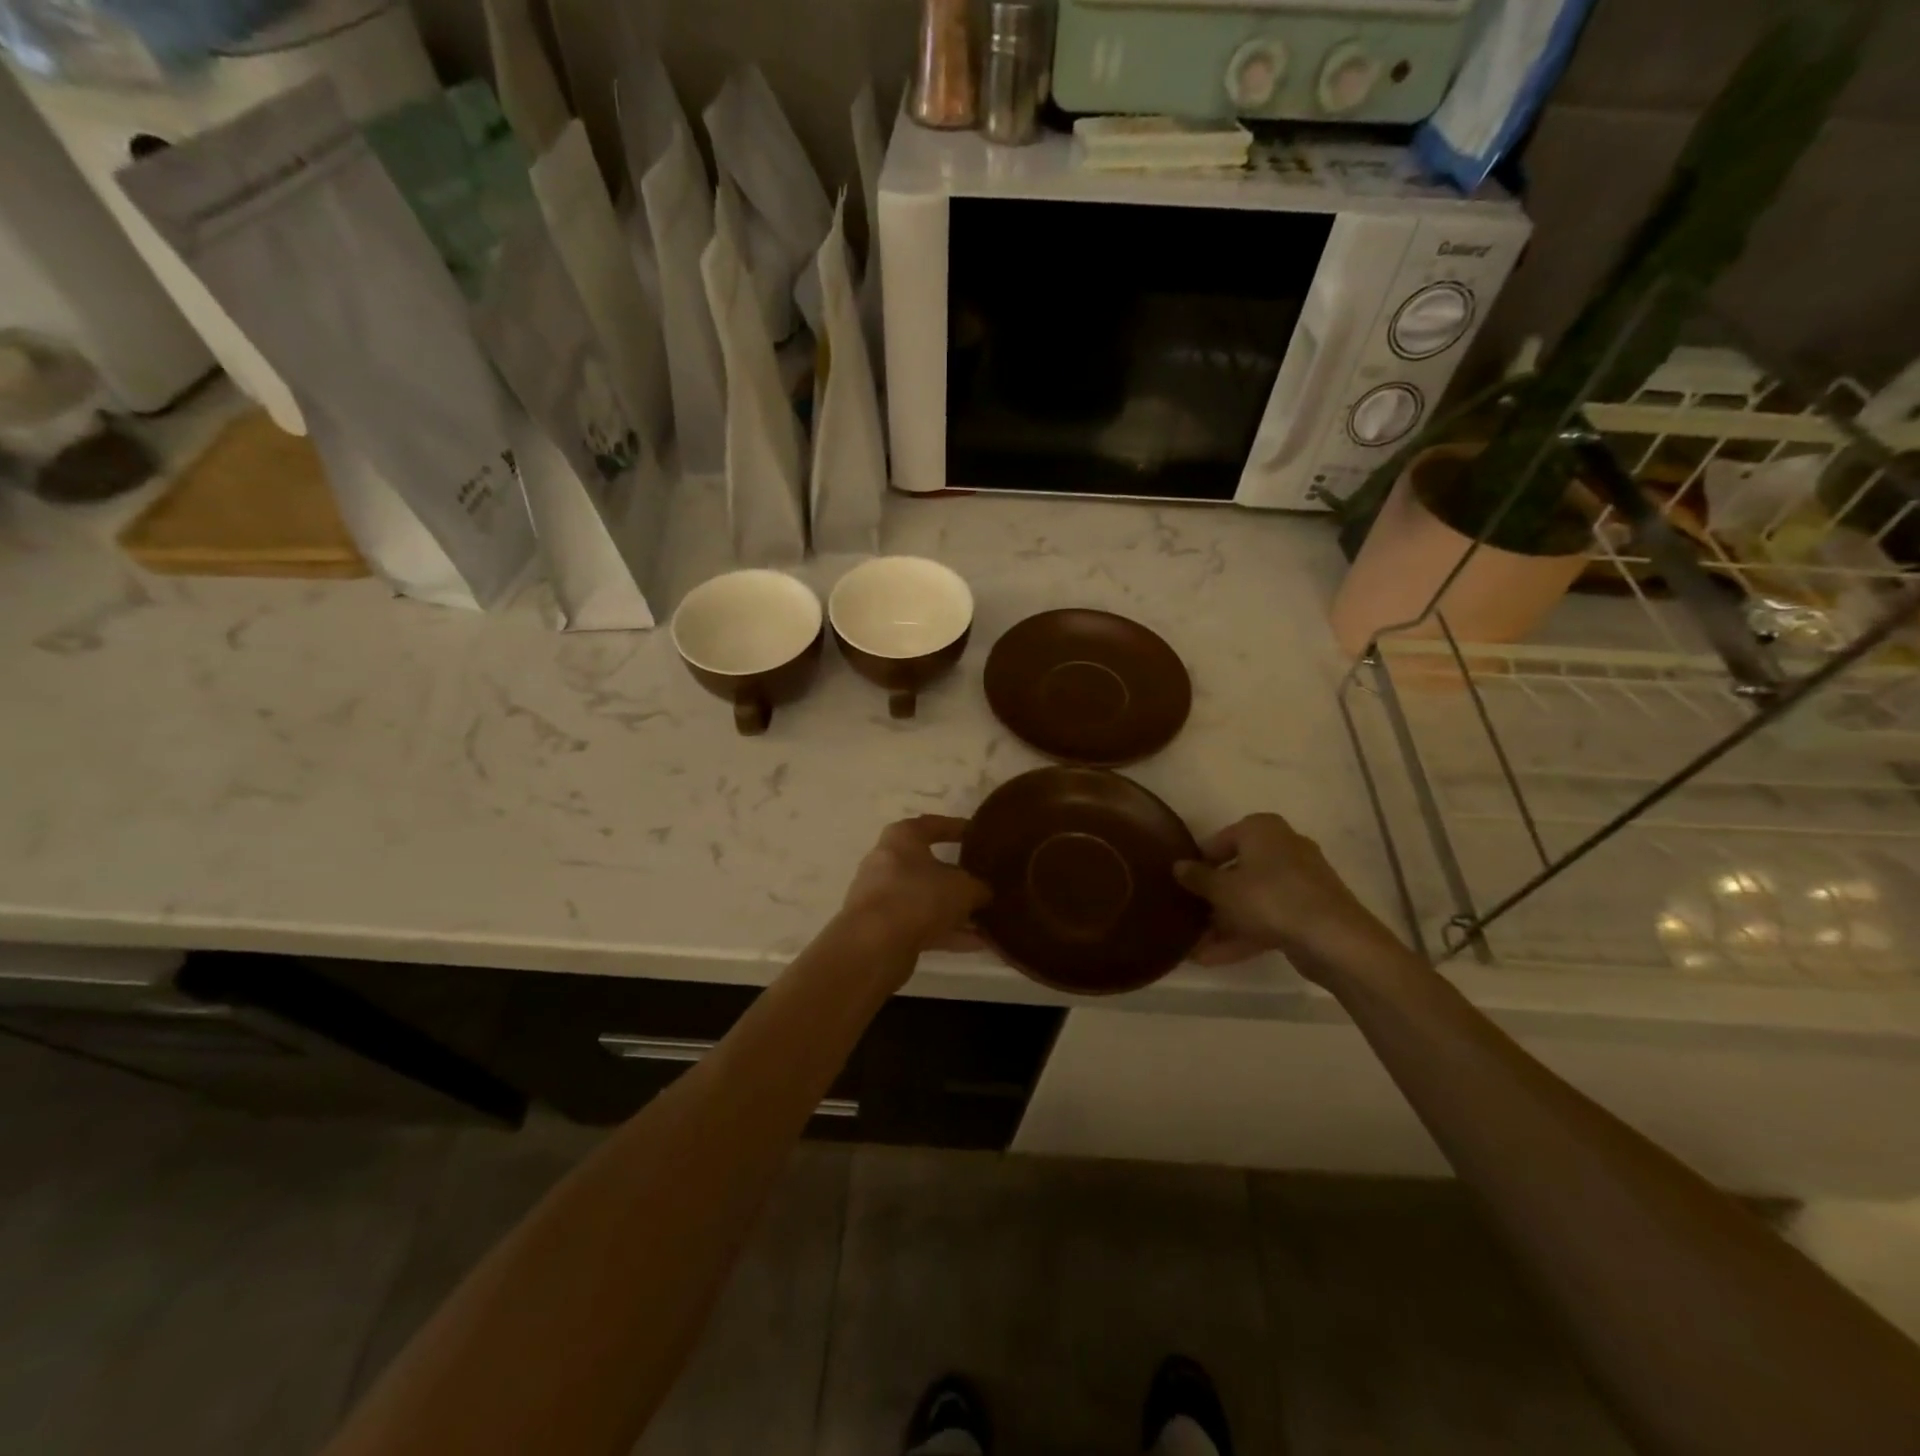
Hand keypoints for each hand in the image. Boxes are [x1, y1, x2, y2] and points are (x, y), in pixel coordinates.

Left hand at [839, 815, 990, 957]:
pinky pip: (921, 925)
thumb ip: (979, 887)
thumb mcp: (963, 888)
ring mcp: (882, 897)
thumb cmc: (919, 897)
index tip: (979, 835)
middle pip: (929, 866)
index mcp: (902, 838)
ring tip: (988, 920)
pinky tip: (977, 944)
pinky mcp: (882, 928)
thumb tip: (984, 892)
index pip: (933, 824)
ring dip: (955, 911)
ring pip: (926, 899)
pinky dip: (947, 932)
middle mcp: (887, 862)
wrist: (873, 945)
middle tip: (986, 882)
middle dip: (959, 877)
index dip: (958, 828)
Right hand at [1174, 813, 1391, 971]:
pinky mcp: (1308, 911)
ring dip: (1223, 923)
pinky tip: (1213, 959)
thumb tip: (1177, 866)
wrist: (1333, 938)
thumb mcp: (1222, 889)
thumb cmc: (1269, 898)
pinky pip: (1268, 918)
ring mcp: (1299, 881)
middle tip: (1187, 917)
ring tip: (1193, 947)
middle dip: (1211, 899)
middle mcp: (1282, 847)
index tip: (1181, 885)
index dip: (1198, 864)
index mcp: (1262, 829)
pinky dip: (1244, 934)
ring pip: (1252, 899)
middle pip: (1237, 872)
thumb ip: (1197, 877)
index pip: (1219, 841)